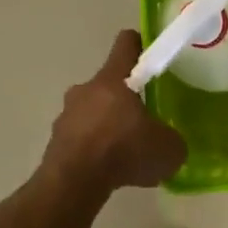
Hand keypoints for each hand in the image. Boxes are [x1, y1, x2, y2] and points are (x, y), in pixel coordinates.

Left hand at [42, 30, 187, 192]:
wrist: (73, 184)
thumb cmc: (123, 152)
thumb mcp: (167, 149)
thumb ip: (172, 139)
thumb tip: (169, 141)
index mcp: (113, 79)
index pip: (126, 43)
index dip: (141, 45)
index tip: (152, 56)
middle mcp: (86, 89)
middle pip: (109, 82)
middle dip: (126, 97)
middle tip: (144, 119)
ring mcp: (66, 114)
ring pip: (92, 109)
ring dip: (107, 123)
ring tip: (125, 150)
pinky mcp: (56, 139)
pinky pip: (81, 135)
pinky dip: (93, 146)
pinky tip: (107, 168)